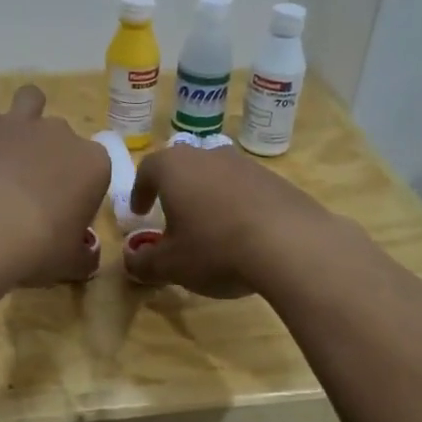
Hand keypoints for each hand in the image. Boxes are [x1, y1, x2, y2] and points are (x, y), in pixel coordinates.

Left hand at [0, 53, 109, 285]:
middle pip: (63, 136)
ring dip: (28, 107)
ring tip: (17, 121)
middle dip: (54, 153)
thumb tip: (88, 260)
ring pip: (32, 100)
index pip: (95, 170)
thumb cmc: (38, 246)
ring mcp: (21, 123)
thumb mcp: (70, 262)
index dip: (82, 189)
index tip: (67, 210)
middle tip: (36, 183)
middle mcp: (62, 135)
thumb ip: (83, 257)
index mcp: (94, 165)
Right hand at [123, 143, 338, 297]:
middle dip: (176, 191)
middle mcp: (209, 156)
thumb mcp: (171, 265)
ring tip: (210, 228)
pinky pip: (246, 190)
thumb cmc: (215, 249)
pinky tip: (243, 235)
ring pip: (217, 176)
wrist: (291, 245)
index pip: (148, 169)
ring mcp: (247, 165)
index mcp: (175, 168)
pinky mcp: (277, 181)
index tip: (140, 212)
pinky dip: (238, 206)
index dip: (140, 190)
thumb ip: (144, 263)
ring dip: (208, 197)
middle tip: (173, 217)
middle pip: (185, 167)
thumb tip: (131, 263)